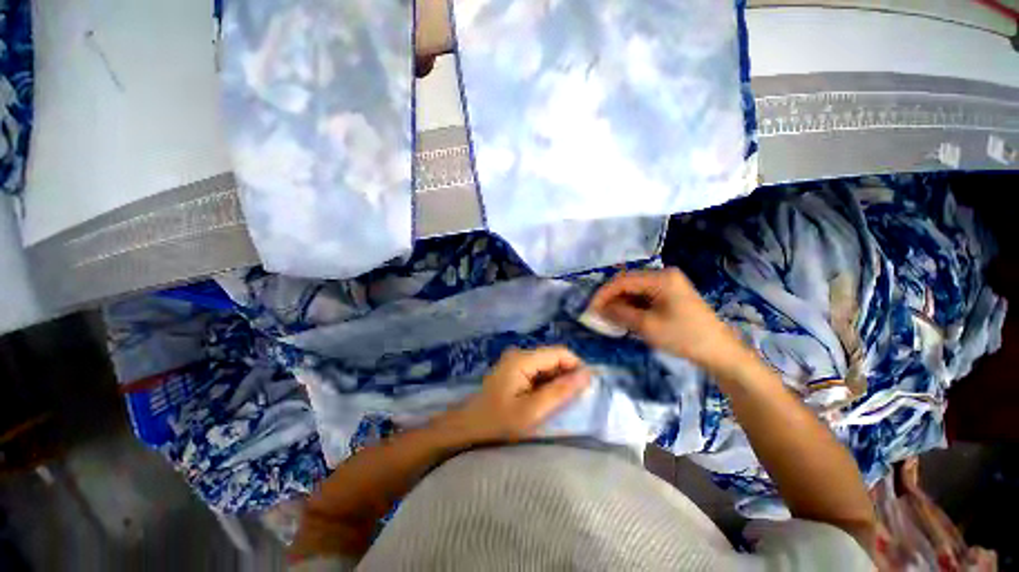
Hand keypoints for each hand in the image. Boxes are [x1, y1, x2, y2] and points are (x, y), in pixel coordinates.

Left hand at [441, 347, 590, 443]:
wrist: (468, 427)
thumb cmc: (499, 422)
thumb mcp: (533, 411)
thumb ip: (560, 392)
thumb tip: (588, 374)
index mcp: (523, 359)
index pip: (560, 352)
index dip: (577, 367)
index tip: (585, 390)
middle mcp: (520, 353)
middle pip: (553, 357)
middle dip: (567, 375)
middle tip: (572, 401)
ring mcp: (515, 360)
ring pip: (547, 364)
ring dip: (557, 381)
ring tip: (559, 403)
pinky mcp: (514, 369)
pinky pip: (538, 370)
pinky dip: (547, 383)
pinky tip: (545, 399)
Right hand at [588, 269, 748, 373]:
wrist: (720, 352)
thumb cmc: (684, 337)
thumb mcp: (647, 326)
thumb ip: (620, 314)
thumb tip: (599, 309)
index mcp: (660, 278)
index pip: (622, 280)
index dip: (603, 294)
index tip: (590, 309)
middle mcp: (664, 275)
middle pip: (628, 283)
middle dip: (611, 298)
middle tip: (597, 314)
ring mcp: (669, 284)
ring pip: (635, 290)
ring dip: (620, 303)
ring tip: (608, 317)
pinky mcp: (671, 295)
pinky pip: (644, 297)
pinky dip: (632, 306)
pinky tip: (625, 317)